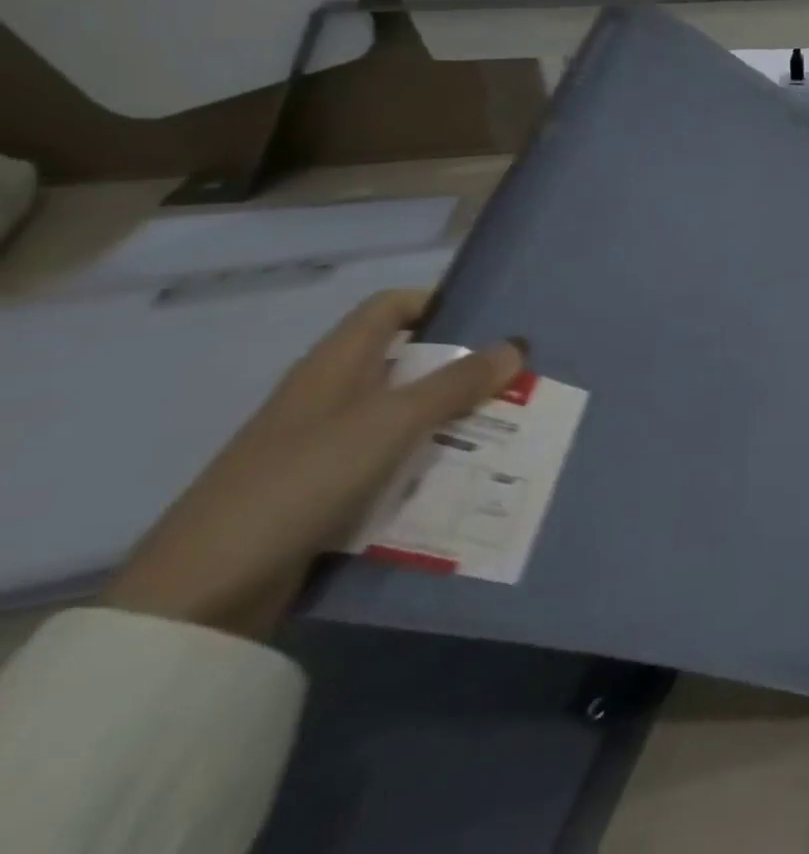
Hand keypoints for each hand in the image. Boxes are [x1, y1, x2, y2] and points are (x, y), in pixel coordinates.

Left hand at [104, 290, 522, 640]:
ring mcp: (324, 448)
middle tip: (517, 381)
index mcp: (334, 365)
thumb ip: (455, 384)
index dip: (437, 304)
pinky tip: (463, 481)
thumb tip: (515, 346)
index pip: (390, 308)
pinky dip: (426, 467)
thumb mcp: (390, 424)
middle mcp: (330, 397)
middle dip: (462, 371)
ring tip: (508, 431)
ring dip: (451, 422)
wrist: (200, 596)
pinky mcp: (324, 494)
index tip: (490, 322)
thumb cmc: (300, 481)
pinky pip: (390, 465)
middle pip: (406, 364)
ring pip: (404, 418)